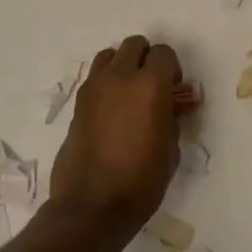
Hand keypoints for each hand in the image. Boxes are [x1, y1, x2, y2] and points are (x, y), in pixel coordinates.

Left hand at [49, 34, 185, 228]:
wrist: (92, 206)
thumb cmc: (141, 181)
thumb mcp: (171, 148)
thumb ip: (172, 117)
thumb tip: (170, 105)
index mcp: (150, 85)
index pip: (164, 53)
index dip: (172, 69)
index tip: (173, 91)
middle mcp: (120, 77)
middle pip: (135, 45)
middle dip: (147, 59)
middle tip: (152, 87)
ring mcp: (94, 87)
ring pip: (110, 55)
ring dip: (123, 65)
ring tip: (129, 93)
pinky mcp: (78, 103)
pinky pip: (95, 77)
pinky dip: (106, 82)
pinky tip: (112, 110)